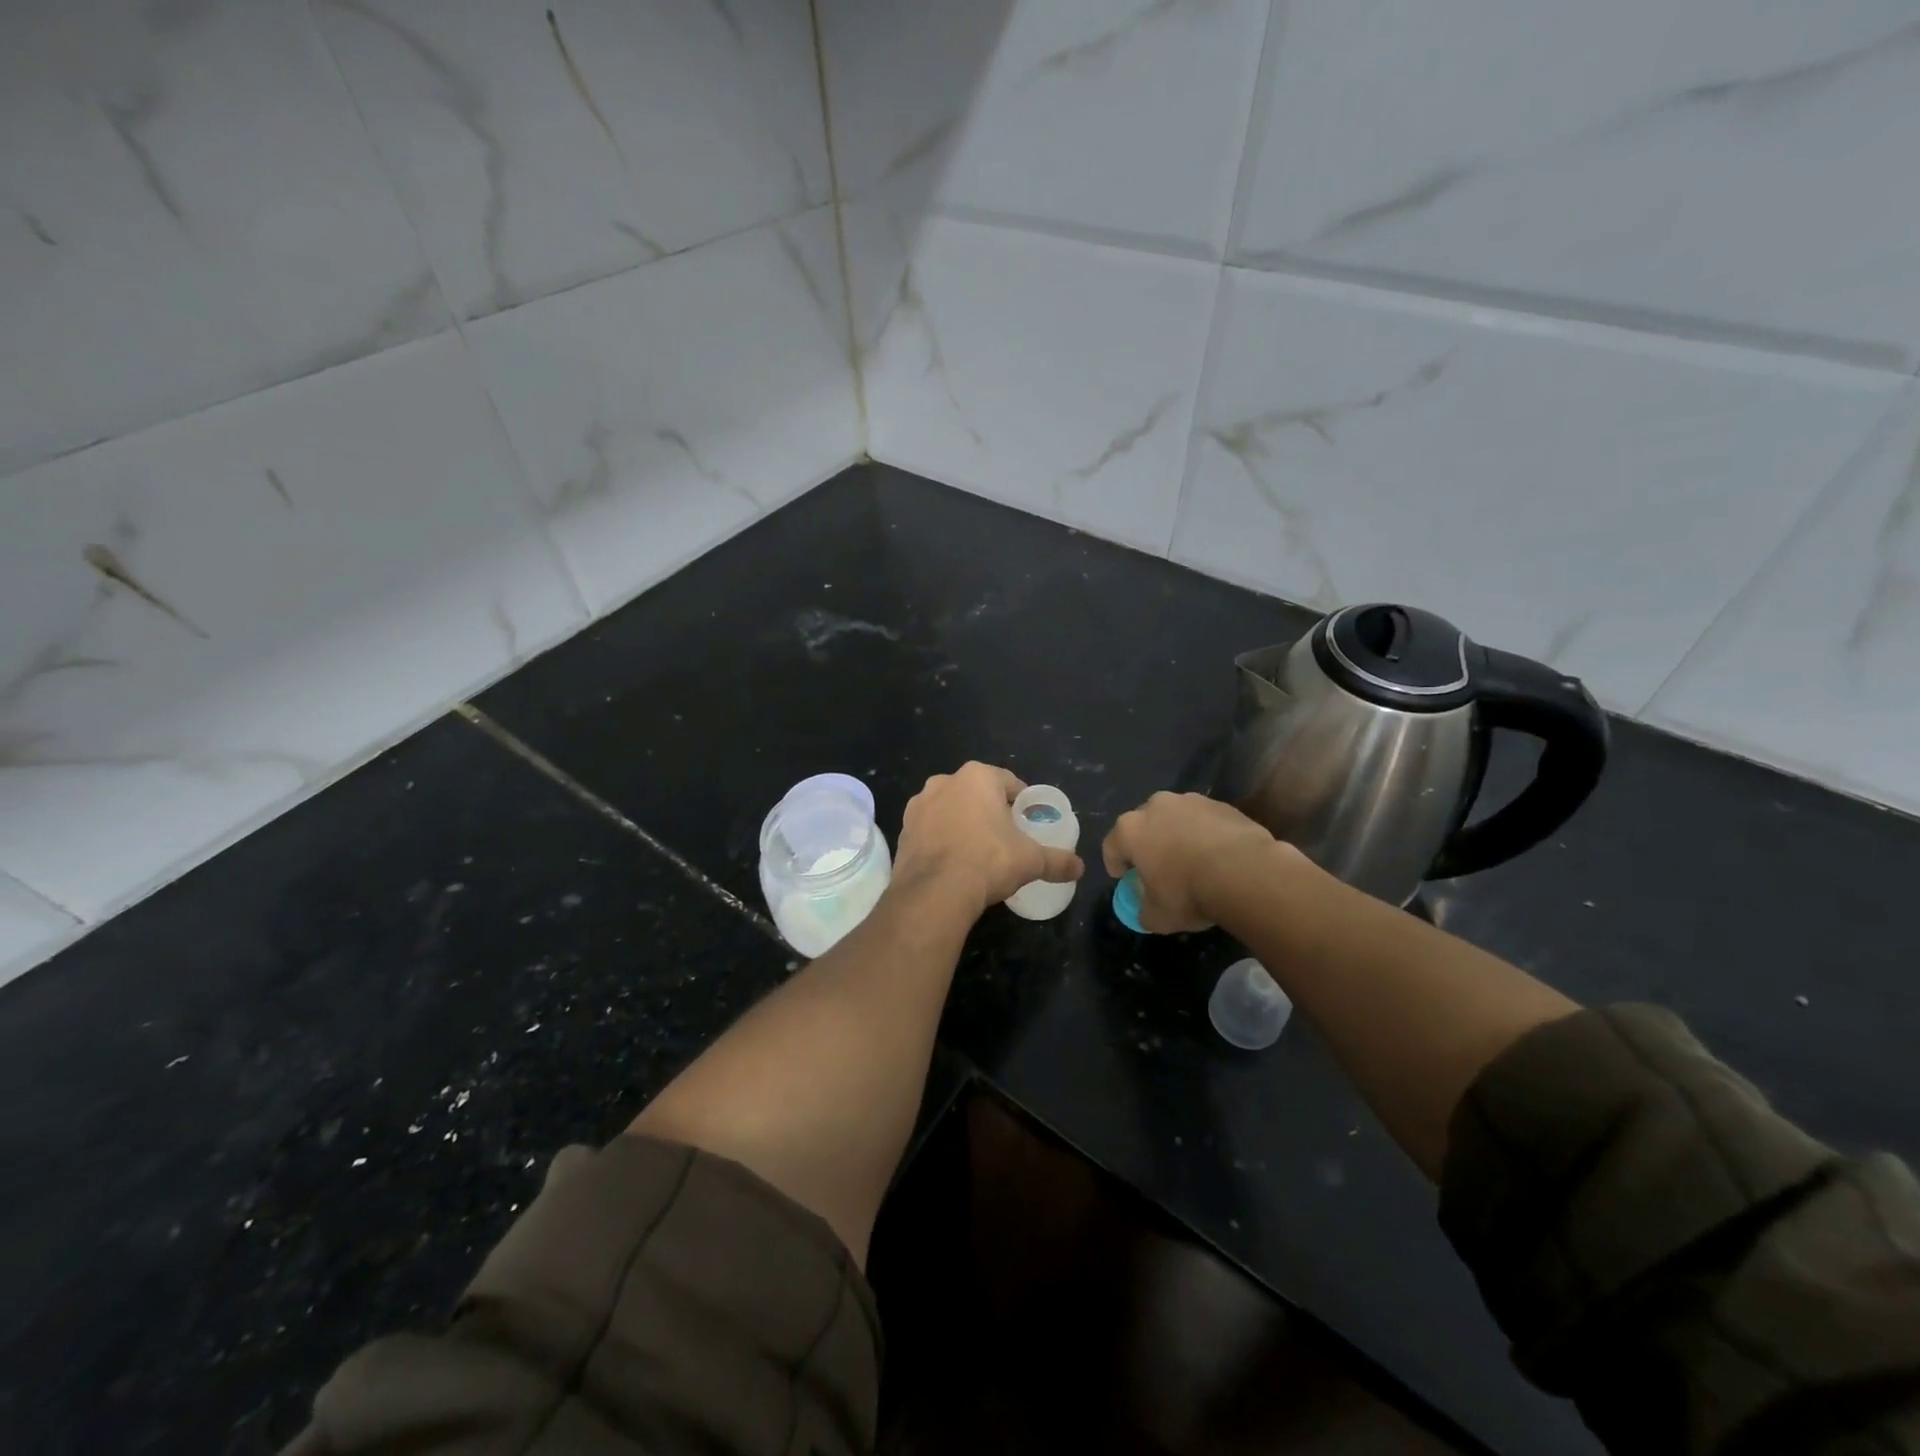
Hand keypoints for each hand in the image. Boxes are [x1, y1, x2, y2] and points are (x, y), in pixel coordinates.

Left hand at [893, 763, 1084, 917]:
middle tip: (1004, 837)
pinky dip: (941, 841)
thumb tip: (1079, 867)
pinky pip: (929, 831)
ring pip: (949, 810)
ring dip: (961, 823)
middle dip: (988, 810)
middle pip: (975, 793)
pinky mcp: (903, 831)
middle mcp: (944, 782)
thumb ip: (1057, 860)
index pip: (1007, 781)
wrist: (935, 891)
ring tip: (977, 852)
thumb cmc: (988, 861)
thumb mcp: (1031, 861)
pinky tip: (952, 863)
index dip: (1020, 800)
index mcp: (977, 777)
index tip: (1026, 820)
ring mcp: (918, 806)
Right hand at [1102, 792, 1277, 932]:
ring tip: (1192, 861)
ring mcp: (1191, 801)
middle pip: (1143, 825)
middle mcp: (1156, 806)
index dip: (1115, 864)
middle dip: (1148, 844)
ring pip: (1176, 818)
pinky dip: (1206, 834)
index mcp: (1131, 829)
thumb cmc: (1188, 893)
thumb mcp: (1157, 917)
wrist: (1245, 873)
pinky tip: (1218, 857)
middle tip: (1159, 868)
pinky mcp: (1222, 804)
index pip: (1111, 845)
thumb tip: (1145, 909)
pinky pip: (1205, 821)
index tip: (1124, 879)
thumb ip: (1143, 910)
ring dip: (1178, 835)